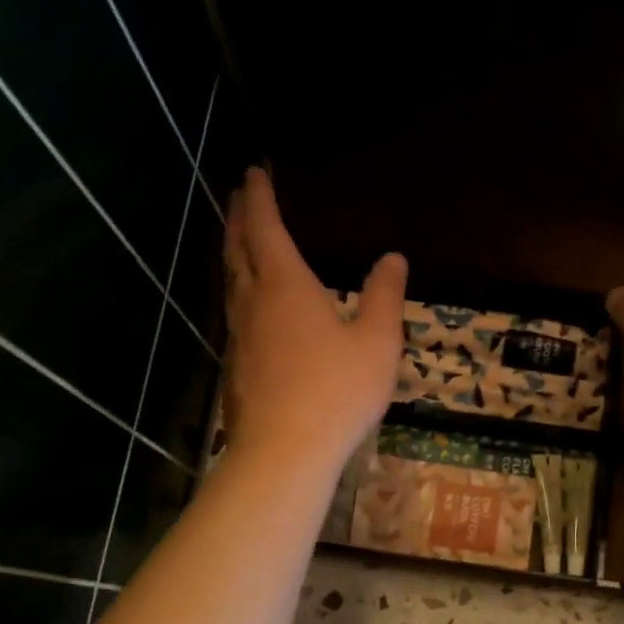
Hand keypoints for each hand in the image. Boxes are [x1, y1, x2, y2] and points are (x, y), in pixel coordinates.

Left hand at [221, 167, 406, 473]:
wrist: (283, 451)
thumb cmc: (337, 391)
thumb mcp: (377, 343)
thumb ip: (384, 297)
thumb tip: (392, 257)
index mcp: (286, 286)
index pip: (266, 229)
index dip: (260, 198)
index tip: (254, 172)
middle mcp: (254, 302)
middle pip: (238, 249)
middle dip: (239, 218)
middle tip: (240, 196)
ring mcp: (239, 336)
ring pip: (231, 282)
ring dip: (234, 254)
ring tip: (240, 242)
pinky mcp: (236, 367)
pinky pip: (235, 314)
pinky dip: (239, 292)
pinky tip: (252, 309)